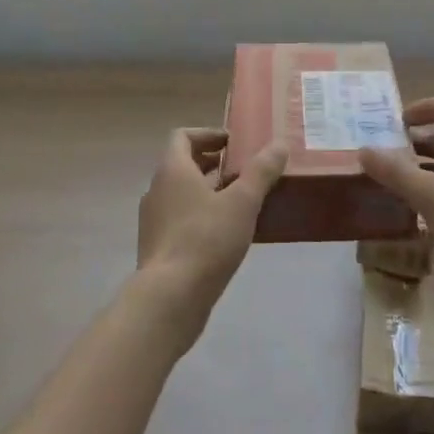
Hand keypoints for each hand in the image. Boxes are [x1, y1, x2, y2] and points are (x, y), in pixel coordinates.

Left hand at [136, 129, 285, 348]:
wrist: (169, 298)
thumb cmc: (205, 240)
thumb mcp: (242, 202)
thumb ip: (261, 171)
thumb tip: (280, 144)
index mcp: (172, 170)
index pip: (183, 136)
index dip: (208, 134)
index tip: (234, 144)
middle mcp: (157, 190)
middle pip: (184, 164)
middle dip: (214, 164)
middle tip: (244, 171)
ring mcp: (154, 220)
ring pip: (182, 194)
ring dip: (209, 191)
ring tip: (241, 203)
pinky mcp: (157, 248)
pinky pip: (180, 220)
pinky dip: (201, 216)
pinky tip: (227, 235)